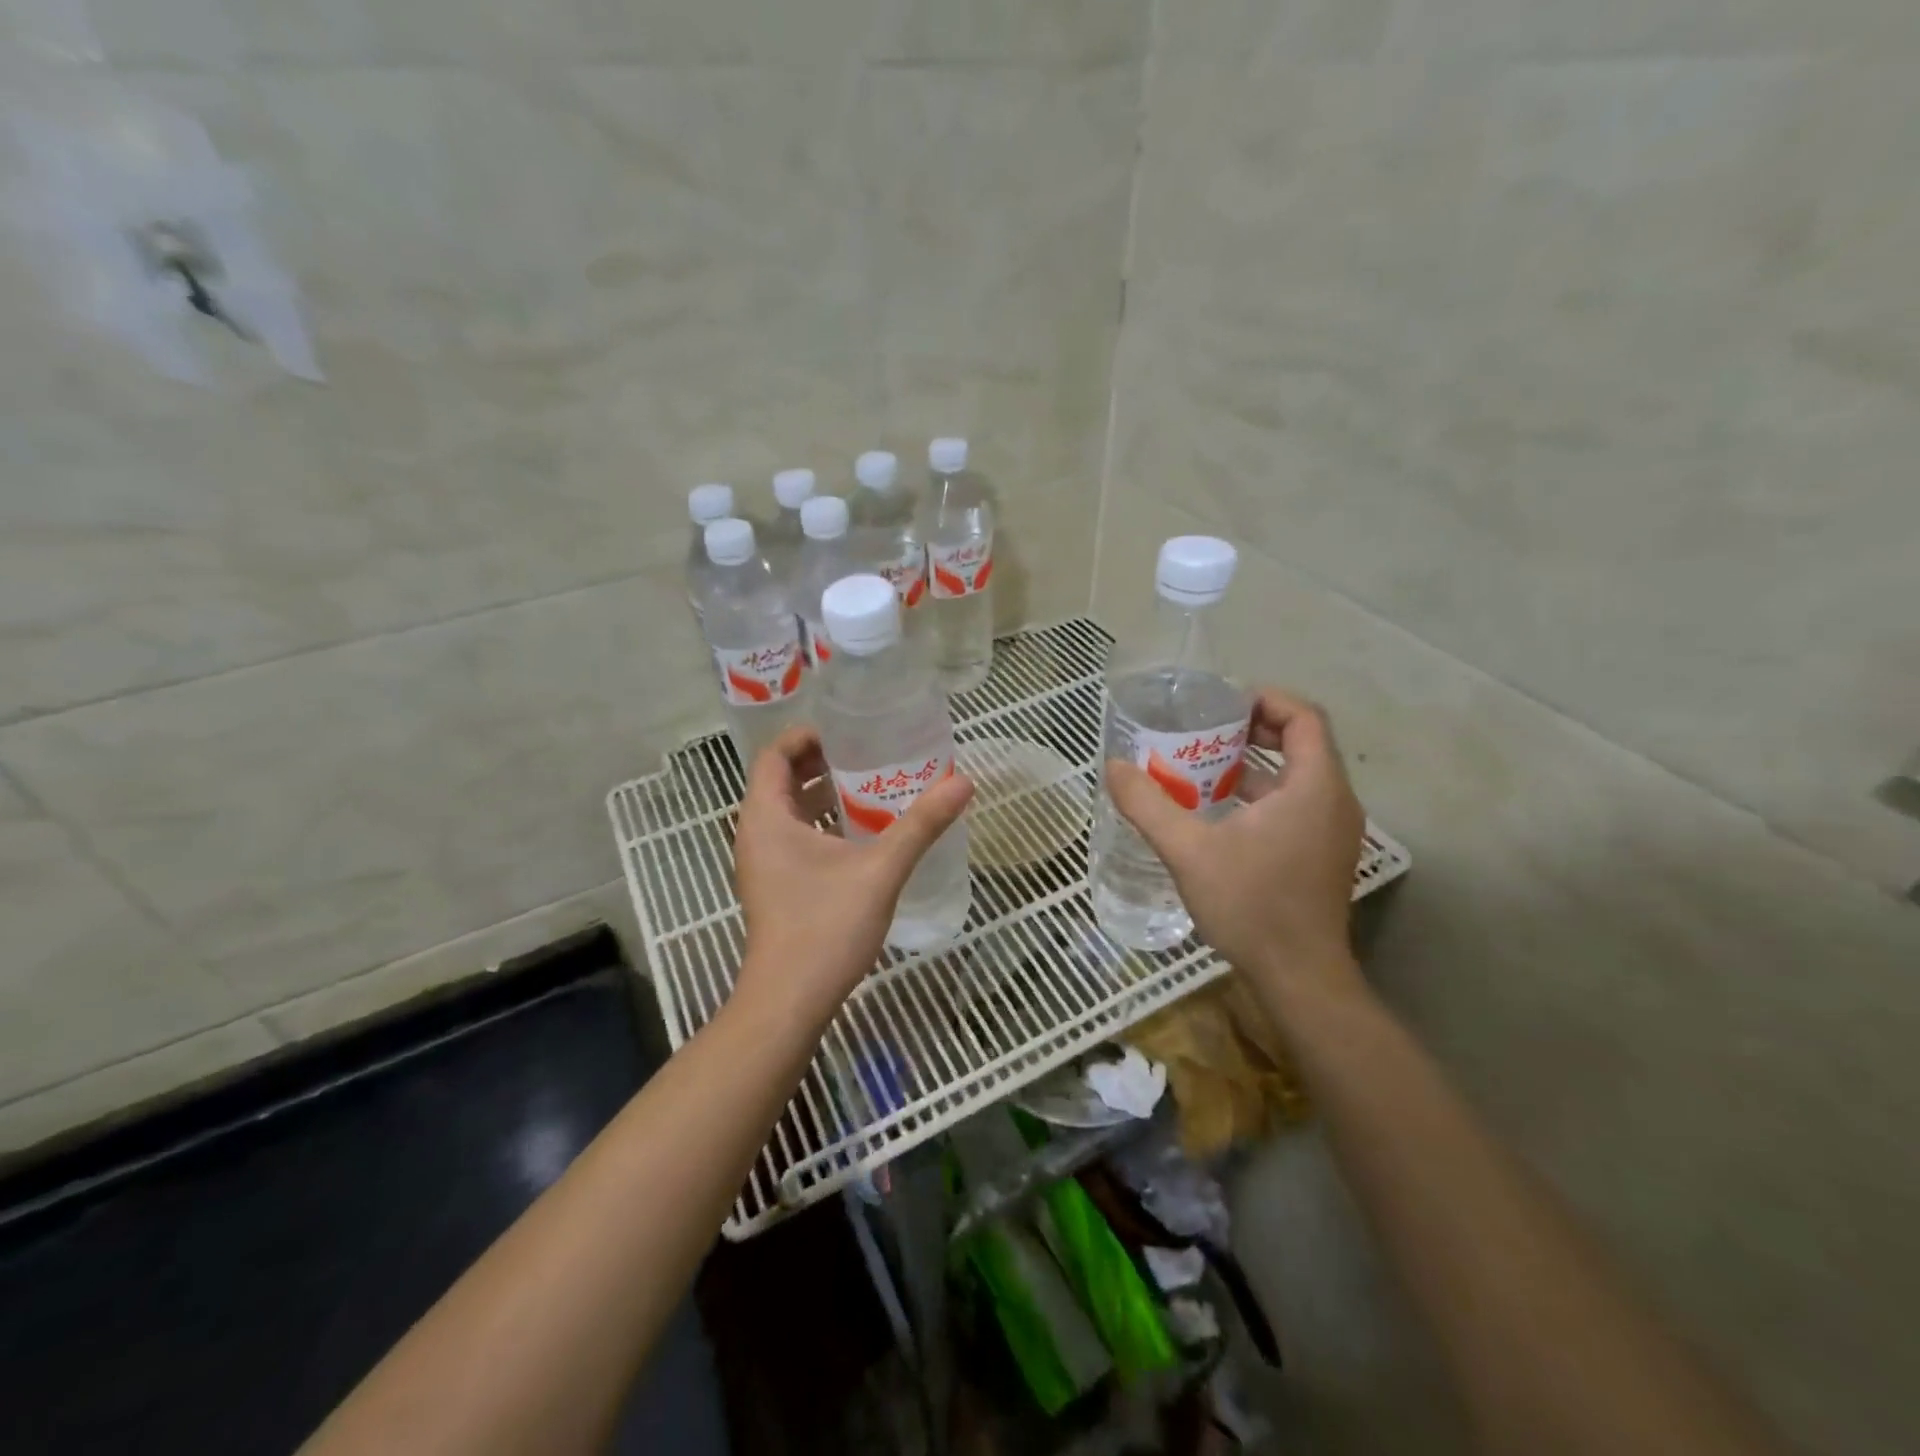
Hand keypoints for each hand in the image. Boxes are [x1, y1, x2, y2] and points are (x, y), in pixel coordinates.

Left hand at [733, 725, 973, 1023]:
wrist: (791, 1000)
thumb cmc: (826, 927)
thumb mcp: (881, 869)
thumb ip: (921, 825)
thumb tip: (963, 783)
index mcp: (765, 817)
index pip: (774, 754)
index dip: (807, 735)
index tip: (849, 730)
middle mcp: (756, 833)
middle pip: (783, 779)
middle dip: (823, 762)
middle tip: (870, 752)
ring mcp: (763, 862)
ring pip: (791, 811)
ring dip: (825, 794)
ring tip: (873, 784)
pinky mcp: (775, 885)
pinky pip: (795, 837)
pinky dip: (823, 824)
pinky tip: (864, 832)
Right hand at [1107, 689, 1365, 994]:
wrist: (1299, 978)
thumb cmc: (1252, 906)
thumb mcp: (1189, 851)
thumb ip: (1148, 805)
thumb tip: (1113, 768)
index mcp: (1314, 787)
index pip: (1304, 716)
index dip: (1265, 699)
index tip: (1220, 705)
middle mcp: (1335, 801)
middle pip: (1302, 742)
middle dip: (1253, 730)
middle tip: (1204, 732)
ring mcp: (1333, 830)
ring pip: (1298, 776)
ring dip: (1254, 765)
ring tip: (1202, 767)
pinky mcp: (1323, 854)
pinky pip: (1297, 804)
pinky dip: (1262, 795)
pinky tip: (1219, 812)